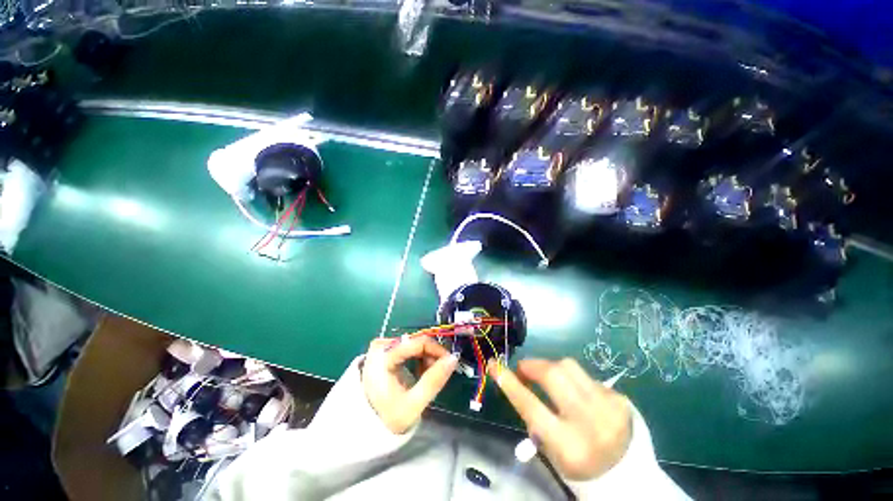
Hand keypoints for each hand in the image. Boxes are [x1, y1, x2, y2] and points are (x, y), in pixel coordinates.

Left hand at [362, 338, 458, 433]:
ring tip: (427, 375)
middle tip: (438, 373)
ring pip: (413, 343)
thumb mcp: (414, 404)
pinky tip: (418, 370)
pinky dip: (416, 356)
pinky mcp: (382, 350)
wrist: (366, 424)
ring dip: (425, 356)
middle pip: (416, 341)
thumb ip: (434, 380)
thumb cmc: (388, 417)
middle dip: (430, 355)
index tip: (449, 362)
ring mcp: (380, 347)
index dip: (437, 350)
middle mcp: (380, 346)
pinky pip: (407, 346)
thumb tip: (453, 358)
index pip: (418, 342)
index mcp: (384, 358)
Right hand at [489, 358, 631, 480]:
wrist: (629, 476)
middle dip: (533, 366)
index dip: (509, 382)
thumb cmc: (581, 467)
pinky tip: (578, 394)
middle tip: (525, 370)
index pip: (530, 406)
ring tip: (549, 379)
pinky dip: (574, 380)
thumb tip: (519, 383)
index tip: (494, 365)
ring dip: (552, 368)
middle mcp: (589, 423)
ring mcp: (608, 406)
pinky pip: (586, 376)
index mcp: (567, 445)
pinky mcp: (619, 398)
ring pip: (568, 366)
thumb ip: (534, 418)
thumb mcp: (552, 451)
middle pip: (553, 375)